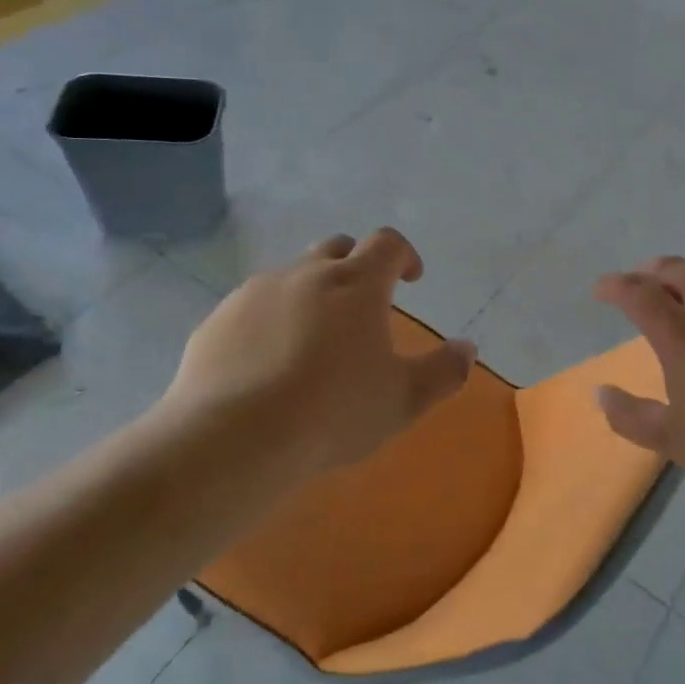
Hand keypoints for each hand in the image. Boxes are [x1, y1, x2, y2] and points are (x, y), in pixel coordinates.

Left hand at [156, 228, 475, 484]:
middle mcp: (305, 274)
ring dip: (310, 294)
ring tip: (312, 341)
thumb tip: (467, 348)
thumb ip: (444, 371)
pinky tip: (267, 364)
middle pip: (336, 248)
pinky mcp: (217, 320)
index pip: (387, 244)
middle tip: (362, 305)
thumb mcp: (404, 399)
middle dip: (355, 266)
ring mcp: (255, 293)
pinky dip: (269, 322)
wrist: (234, 439)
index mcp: (356, 285)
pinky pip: (252, 308)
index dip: (405, 256)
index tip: (411, 279)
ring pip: (291, 277)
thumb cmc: (334, 413)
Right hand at [592, 257, 684, 507]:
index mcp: (684, 337)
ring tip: (682, 283)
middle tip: (639, 281)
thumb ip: (630, 416)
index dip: (615, 286)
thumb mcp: (674, 440)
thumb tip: (600, 393)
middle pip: (677, 271)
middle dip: (650, 271)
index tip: (601, 289)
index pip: (639, 294)